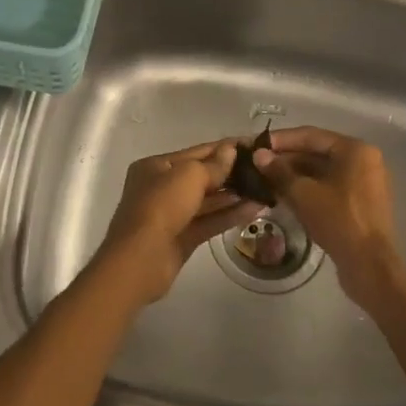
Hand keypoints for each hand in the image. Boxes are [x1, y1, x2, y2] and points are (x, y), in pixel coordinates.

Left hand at [93, 140, 265, 304]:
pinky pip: (209, 221)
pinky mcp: (182, 238)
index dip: (225, 148)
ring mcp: (172, 214)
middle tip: (264, 170)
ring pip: (208, 201)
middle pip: (202, 176)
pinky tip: (255, 209)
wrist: (140, 259)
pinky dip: (230, 215)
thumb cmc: (161, 206)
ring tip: (265, 189)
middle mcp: (162, 188)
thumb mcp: (189, 176)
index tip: (254, 145)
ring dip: (235, 195)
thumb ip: (213, 165)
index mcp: (156, 166)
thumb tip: (231, 151)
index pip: (197, 152)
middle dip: (231, 173)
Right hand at [253, 128, 405, 307]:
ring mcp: (365, 182)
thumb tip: (258, 155)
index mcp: (355, 150)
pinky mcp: (361, 203)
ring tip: (265, 180)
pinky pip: (330, 187)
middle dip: (287, 159)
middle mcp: (364, 160)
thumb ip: (279, 171)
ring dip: (295, 175)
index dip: (281, 140)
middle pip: (318, 152)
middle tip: (257, 165)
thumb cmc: (338, 220)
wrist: (369, 265)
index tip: (256, 145)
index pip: (311, 135)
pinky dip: (309, 189)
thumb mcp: (304, 194)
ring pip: (323, 171)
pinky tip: (284, 196)